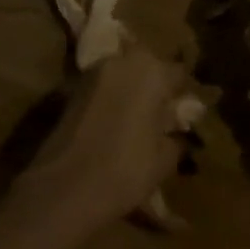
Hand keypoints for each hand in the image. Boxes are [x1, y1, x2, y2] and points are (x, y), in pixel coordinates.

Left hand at [23, 45, 194, 228]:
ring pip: (122, 74)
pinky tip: (112, 126)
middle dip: (155, 86)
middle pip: (147, 66)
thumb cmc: (126, 169)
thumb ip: (176, 136)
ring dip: (130, 90)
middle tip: (160, 116)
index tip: (184, 115)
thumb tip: (177, 131)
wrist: (65, 187)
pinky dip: (109, 100)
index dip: (182, 95)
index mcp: (152, 70)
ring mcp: (93, 73)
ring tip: (135, 122)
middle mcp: (122, 61)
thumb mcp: (164, 159)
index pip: (178, 73)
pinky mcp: (71, 89)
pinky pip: (102, 88)